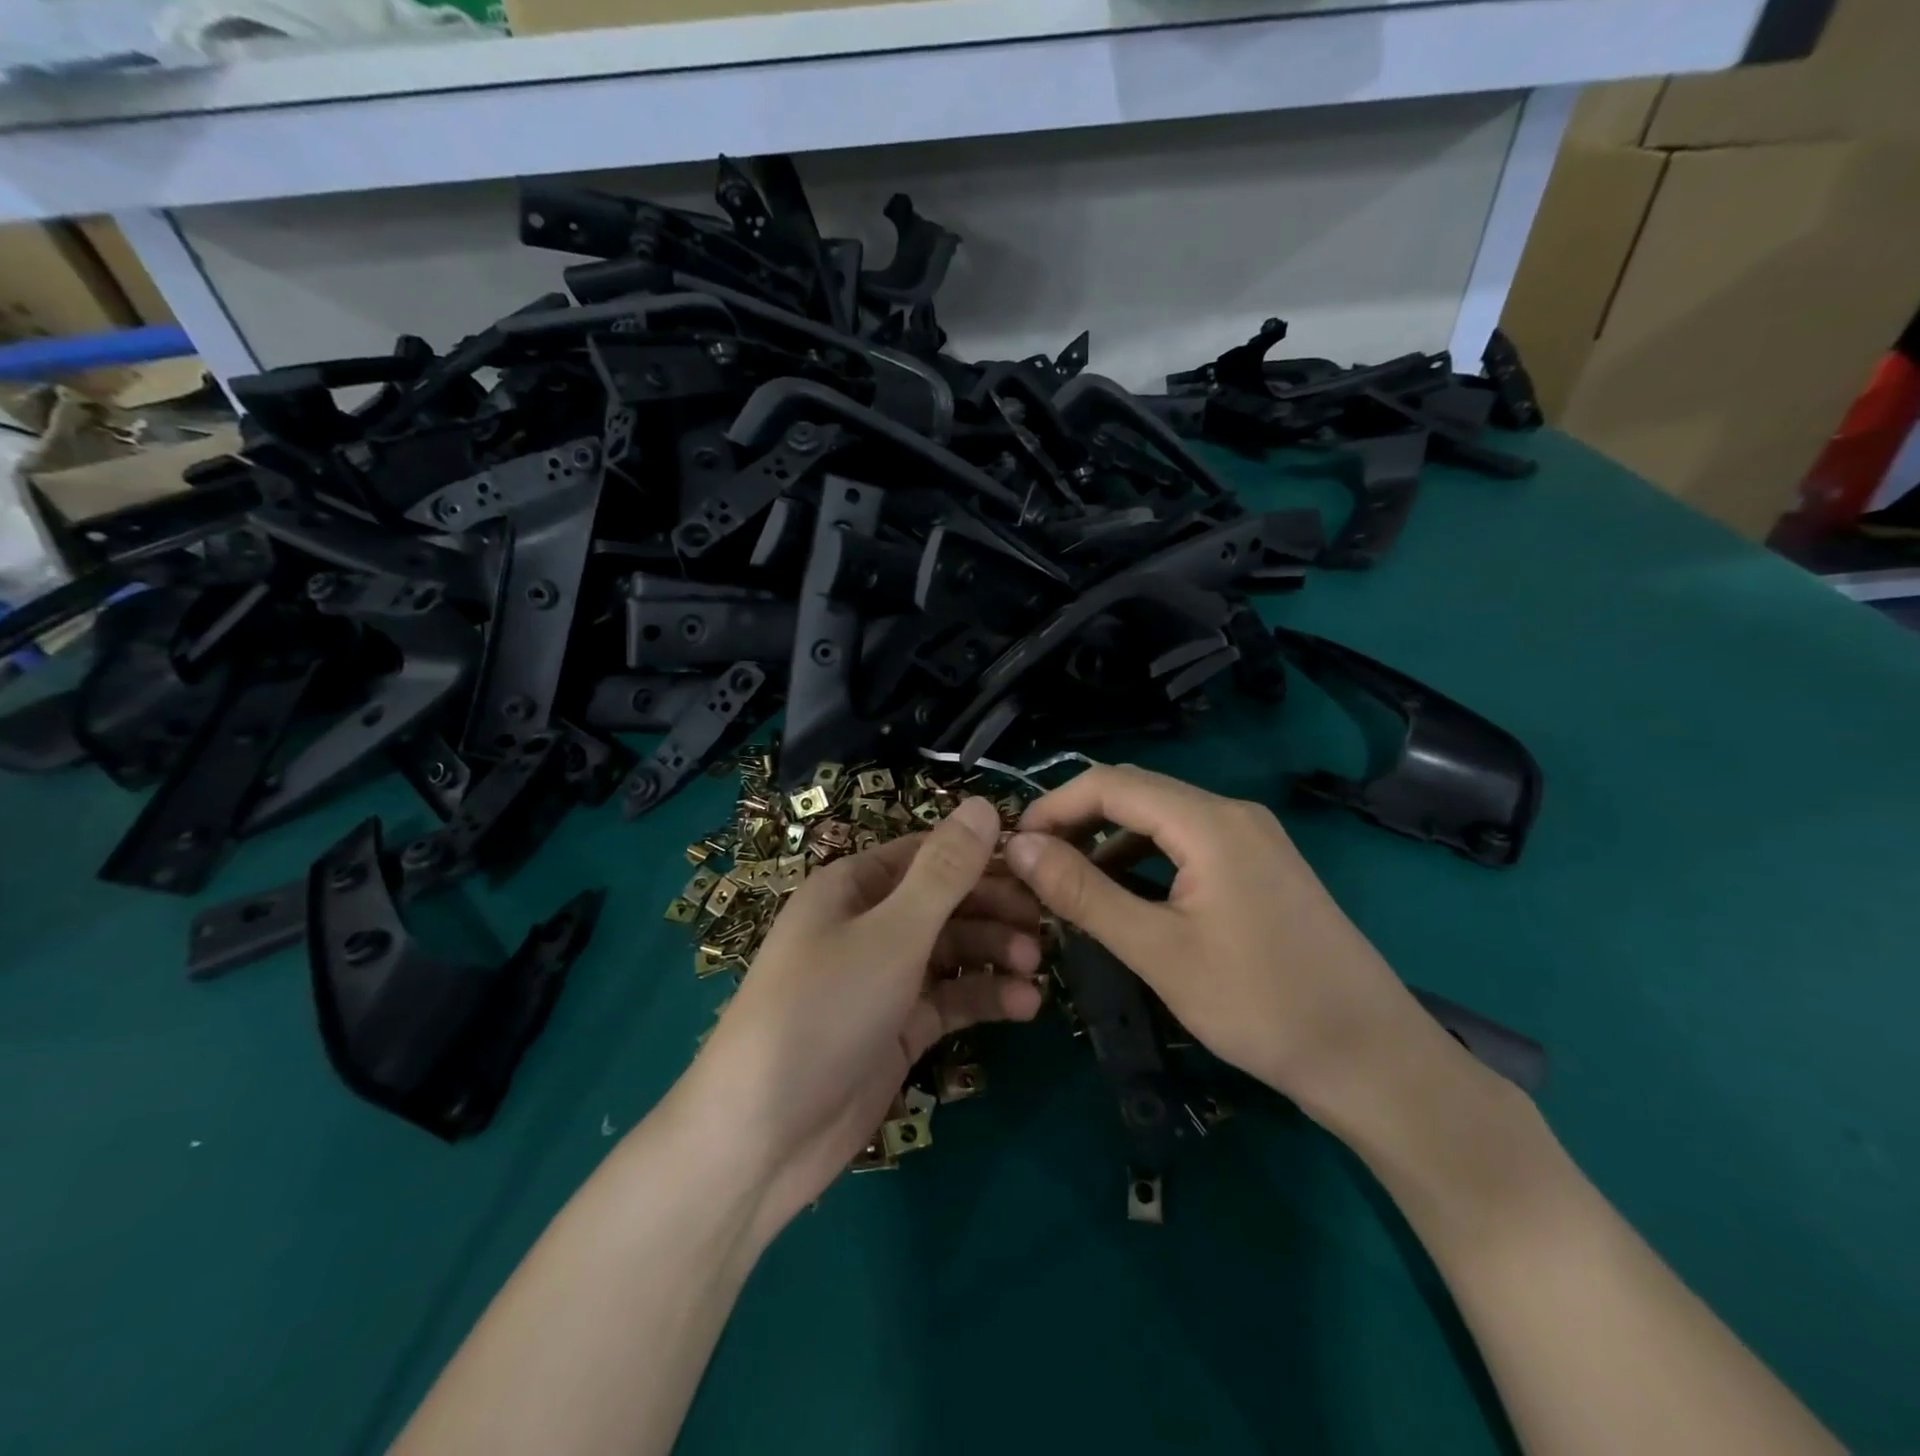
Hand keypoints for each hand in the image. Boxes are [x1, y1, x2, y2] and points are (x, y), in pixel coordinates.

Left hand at [685, 795, 1044, 1243]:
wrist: (762, 1136)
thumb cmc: (824, 1010)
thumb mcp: (892, 933)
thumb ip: (945, 872)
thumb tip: (984, 805)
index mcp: (853, 885)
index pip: (929, 854)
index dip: (982, 856)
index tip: (1039, 865)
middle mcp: (868, 924)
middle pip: (944, 902)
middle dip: (994, 909)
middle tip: (1046, 923)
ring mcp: (882, 979)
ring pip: (952, 951)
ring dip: (995, 954)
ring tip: (1037, 967)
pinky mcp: (896, 1028)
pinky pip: (949, 1000)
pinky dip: (984, 999)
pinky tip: (1026, 1006)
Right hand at [1003, 764, 1430, 1114]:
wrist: (1373, 1059)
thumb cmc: (1260, 1005)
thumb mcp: (1158, 950)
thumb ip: (1084, 892)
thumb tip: (1018, 847)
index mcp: (1209, 821)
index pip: (1111, 783)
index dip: (1054, 806)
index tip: (1012, 845)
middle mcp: (1232, 813)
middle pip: (1136, 792)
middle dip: (1078, 820)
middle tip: (1033, 865)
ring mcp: (1252, 838)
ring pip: (1161, 818)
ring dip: (1109, 840)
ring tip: (1068, 882)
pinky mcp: (1260, 866)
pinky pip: (1187, 843)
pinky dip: (1144, 858)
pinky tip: (1124, 895)